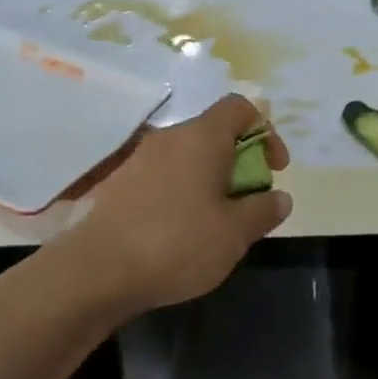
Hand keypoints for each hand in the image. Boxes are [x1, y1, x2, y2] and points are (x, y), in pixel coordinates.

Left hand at [74, 94, 291, 312]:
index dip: (265, 131)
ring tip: (216, 221)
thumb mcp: (234, 234)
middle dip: (238, 161)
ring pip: (187, 156)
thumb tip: (280, 197)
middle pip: (213, 132)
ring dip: (209, 178)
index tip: (274, 169)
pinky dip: (182, 191)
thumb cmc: (177, 244)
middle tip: (247, 201)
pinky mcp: (119, 183)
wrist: (97, 271)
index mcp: (201, 137)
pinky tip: (181, 231)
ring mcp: (139, 159)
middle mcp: (169, 138)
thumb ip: (263, 210)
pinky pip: (163, 175)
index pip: (239, 107)